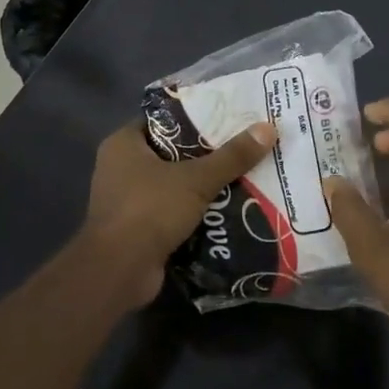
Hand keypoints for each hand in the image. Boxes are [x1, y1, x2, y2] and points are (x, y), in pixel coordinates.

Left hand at [78, 119, 275, 308]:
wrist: (119, 271)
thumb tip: (269, 128)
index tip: (227, 116)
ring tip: (243, 176)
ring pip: (173, 184)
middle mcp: (120, 167)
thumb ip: (232, 156)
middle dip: (205, 154)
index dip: (194, 116)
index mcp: (123, 144)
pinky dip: (194, 212)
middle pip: (171, 153)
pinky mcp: (137, 229)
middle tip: (242, 146)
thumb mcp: (196, 179)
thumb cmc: (150, 210)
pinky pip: (171, 211)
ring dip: (202, 185)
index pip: (162, 120)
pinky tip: (228, 209)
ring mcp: (127, 200)